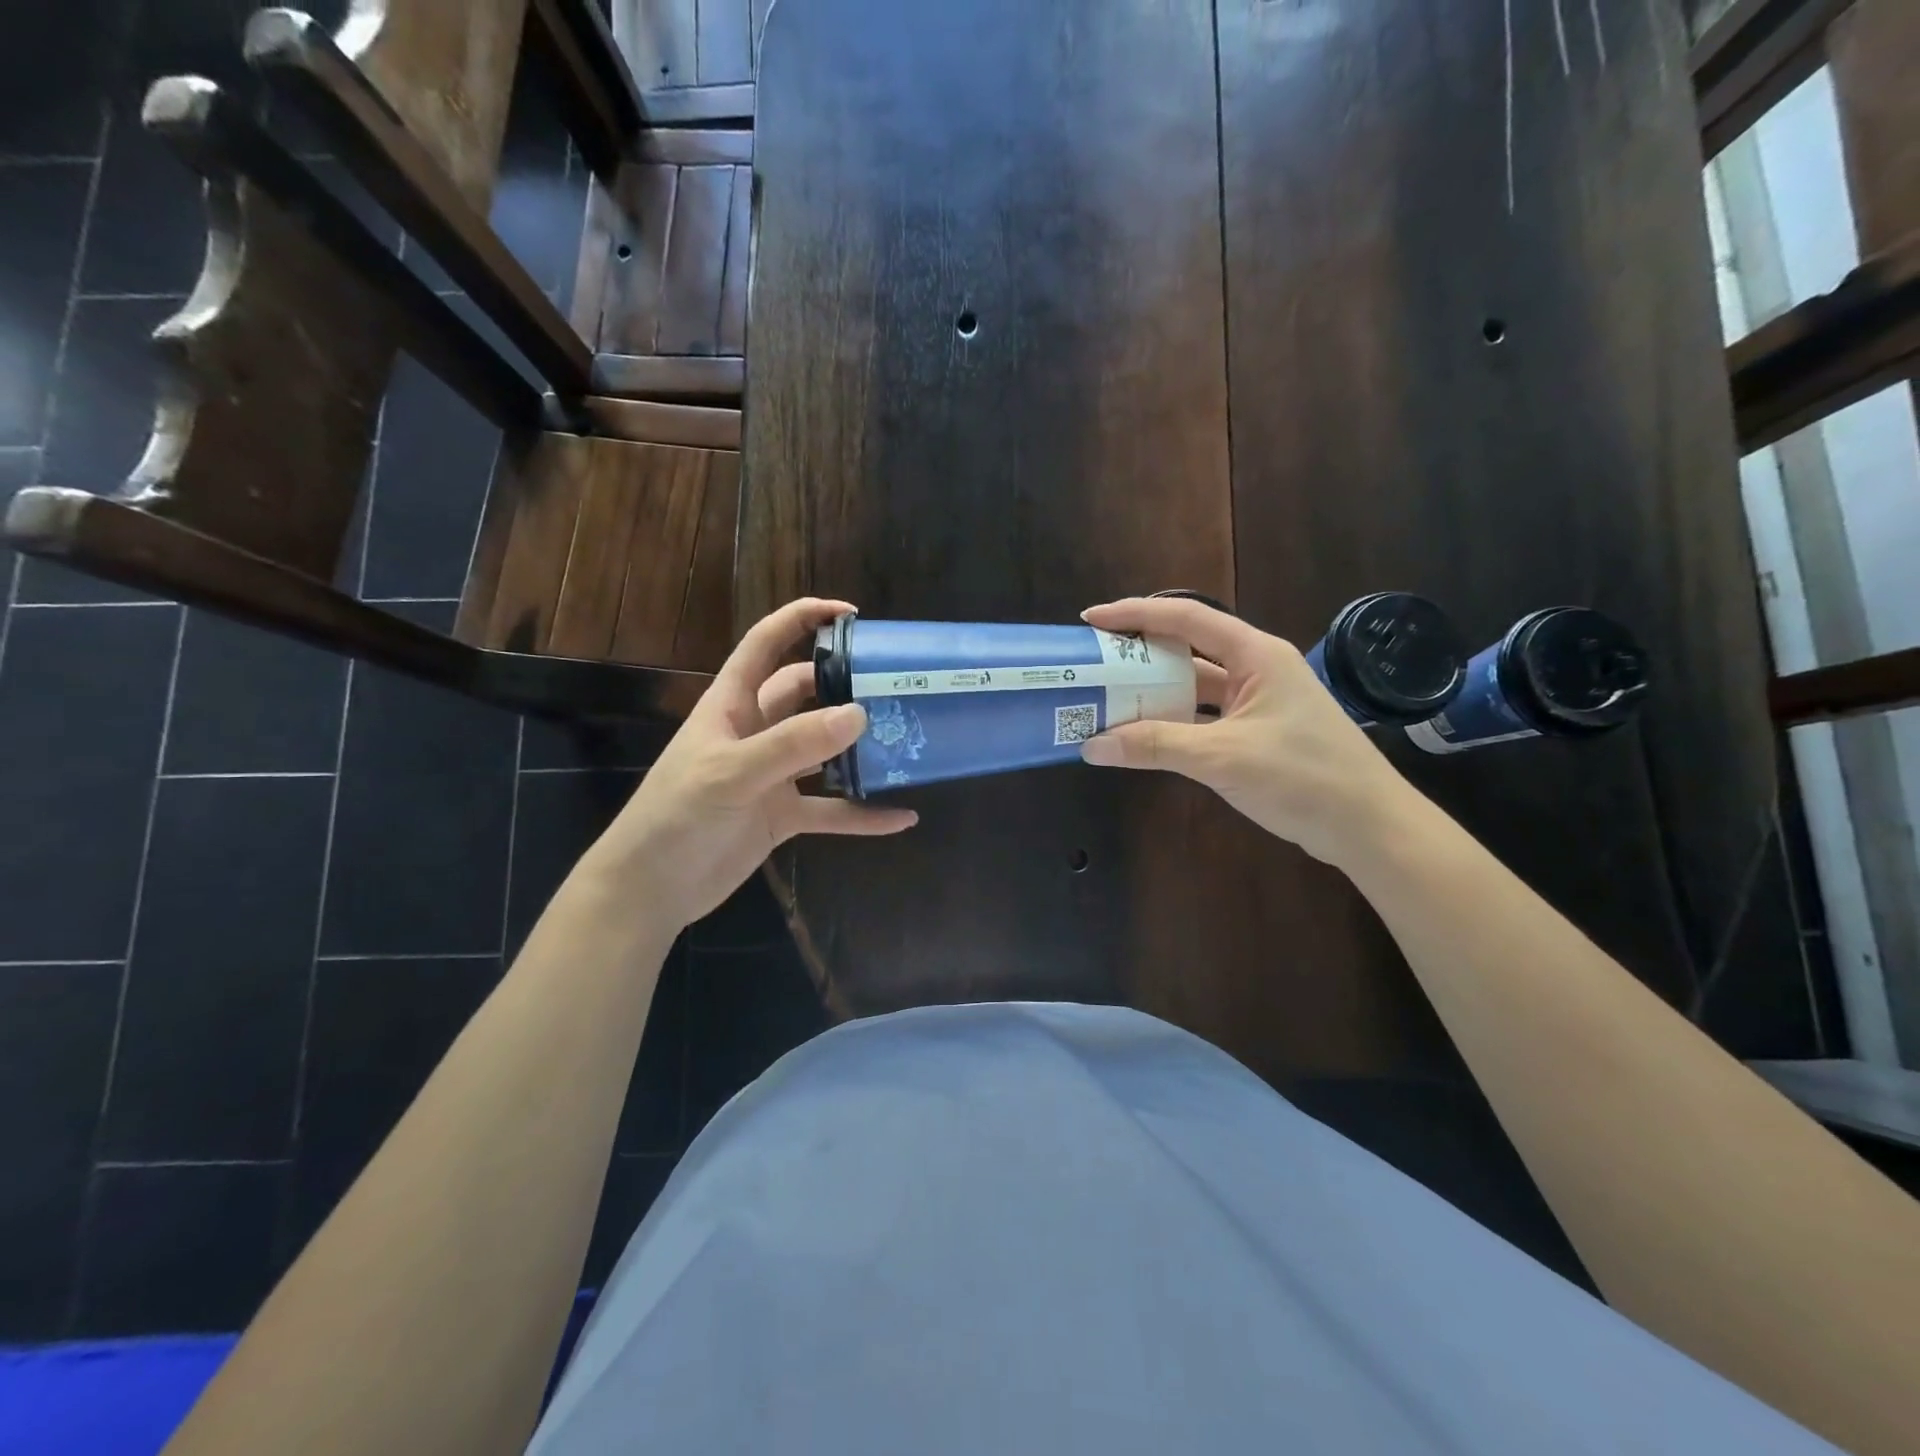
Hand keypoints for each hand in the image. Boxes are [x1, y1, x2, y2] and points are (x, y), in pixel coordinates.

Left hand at [583, 598, 916, 929]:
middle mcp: (755, 732)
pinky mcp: (782, 816)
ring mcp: (771, 776)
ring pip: (824, 751)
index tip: (851, 615)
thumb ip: (792, 744)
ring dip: (859, 748)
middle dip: (843, 684)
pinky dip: (863, 814)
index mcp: (732, 705)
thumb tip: (858, 714)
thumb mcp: (731, 772)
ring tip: (906, 741)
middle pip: (805, 694)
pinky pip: (831, 810)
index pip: (766, 644)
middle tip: (893, 684)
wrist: (650, 890)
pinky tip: (900, 817)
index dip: (802, 619)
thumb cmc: (676, 816)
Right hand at [1079, 597, 1416, 868]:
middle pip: (1186, 650)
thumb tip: (1091, 745)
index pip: (1186, 619)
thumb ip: (1156, 746)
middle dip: (1138, 655)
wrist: (1368, 827)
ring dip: (1153, 693)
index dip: (1135, 614)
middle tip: (1093, 663)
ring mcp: (1257, 702)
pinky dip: (1172, 723)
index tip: (1091, 619)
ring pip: (1193, 687)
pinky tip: (1142, 735)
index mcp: (1256, 655)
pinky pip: (1203, 717)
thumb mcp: (1223, 758)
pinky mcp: (1256, 732)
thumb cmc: (1303, 777)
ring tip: (1106, 699)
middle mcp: (1256, 669)